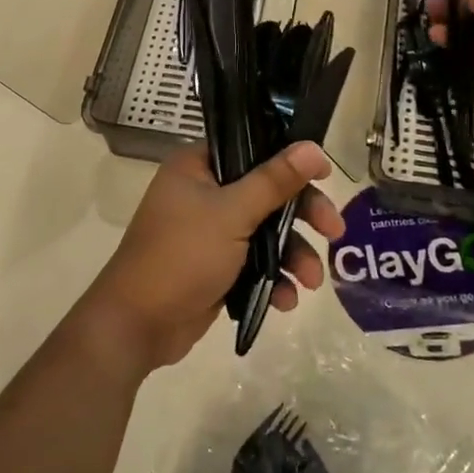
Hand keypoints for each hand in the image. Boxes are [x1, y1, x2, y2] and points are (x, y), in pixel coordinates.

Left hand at [77, 143, 344, 375]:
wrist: (138, 325)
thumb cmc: (182, 256)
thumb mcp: (231, 214)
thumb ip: (274, 182)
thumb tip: (313, 148)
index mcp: (197, 166)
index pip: (253, 149)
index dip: (291, 162)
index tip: (326, 177)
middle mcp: (202, 192)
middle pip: (266, 193)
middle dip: (301, 217)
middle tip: (335, 232)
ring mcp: (209, 231)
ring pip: (265, 232)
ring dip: (292, 256)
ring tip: (312, 282)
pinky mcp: (216, 265)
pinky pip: (255, 263)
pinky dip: (273, 278)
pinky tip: (286, 301)